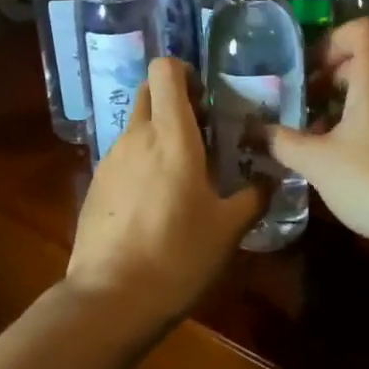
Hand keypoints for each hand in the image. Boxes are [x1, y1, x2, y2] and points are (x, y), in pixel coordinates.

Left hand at [66, 58, 266, 332]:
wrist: (109, 299)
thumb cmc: (177, 255)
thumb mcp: (228, 229)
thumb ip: (254, 197)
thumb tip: (272, 179)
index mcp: (171, 134)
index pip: (165, 69)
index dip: (184, 71)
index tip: (205, 97)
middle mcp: (137, 135)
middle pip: (148, 90)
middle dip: (172, 98)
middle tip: (200, 130)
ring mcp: (111, 158)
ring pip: (135, 124)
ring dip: (158, 132)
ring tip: (182, 172)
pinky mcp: (96, 183)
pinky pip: (122, 155)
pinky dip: (141, 160)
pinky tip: (155, 201)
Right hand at [271, 18, 368, 249]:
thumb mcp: (318, 162)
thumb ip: (284, 142)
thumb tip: (256, 131)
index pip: (361, 30)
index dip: (332, 41)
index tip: (310, 71)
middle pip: (367, 62)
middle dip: (332, 79)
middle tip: (304, 107)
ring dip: (348, 105)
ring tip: (320, 138)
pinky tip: (350, 160)